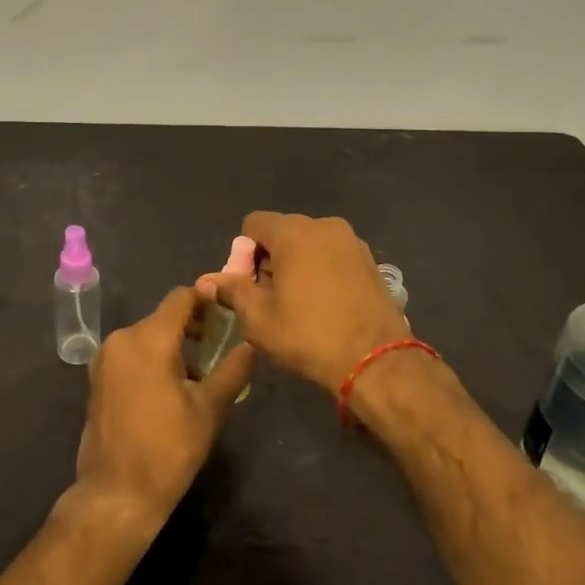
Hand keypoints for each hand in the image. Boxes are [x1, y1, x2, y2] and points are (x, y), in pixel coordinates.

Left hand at [73, 286, 255, 531]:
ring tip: (200, 372)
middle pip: (163, 317)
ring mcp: (105, 359)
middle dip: (193, 326)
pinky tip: (171, 386)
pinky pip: (132, 354)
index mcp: (148, 338)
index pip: (181, 298)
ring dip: (173, 344)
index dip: (207, 300)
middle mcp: (121, 339)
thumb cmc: (168, 449)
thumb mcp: (209, 408)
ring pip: (147, 336)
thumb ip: (233, 369)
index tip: (229, 313)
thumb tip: (252, 344)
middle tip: (220, 347)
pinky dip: (152, 358)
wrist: (117, 494)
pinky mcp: (98, 378)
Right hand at [201, 212, 408, 394]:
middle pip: (282, 232)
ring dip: (297, 264)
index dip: (244, 253)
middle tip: (271, 298)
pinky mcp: (369, 259)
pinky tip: (325, 304)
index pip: (253, 224)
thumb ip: (233, 291)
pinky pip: (333, 254)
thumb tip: (208, 281)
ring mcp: (351, 241)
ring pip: (309, 243)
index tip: (250, 286)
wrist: (376, 361)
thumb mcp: (259, 319)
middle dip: (270, 259)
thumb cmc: (309, 336)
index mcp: (294, 233)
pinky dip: (322, 270)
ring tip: (299, 303)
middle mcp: (324, 226)